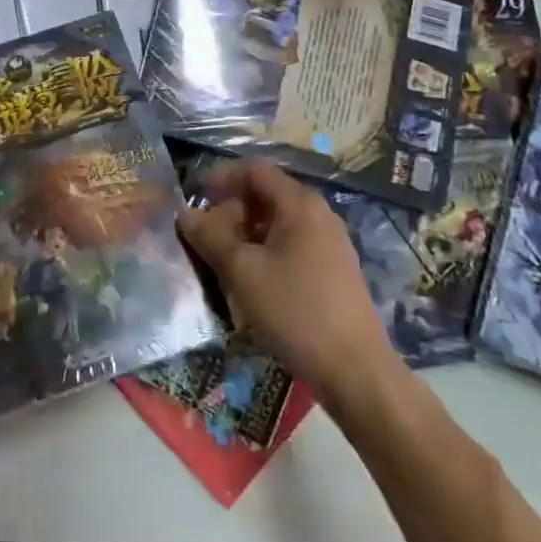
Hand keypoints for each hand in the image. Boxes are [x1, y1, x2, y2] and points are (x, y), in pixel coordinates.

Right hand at [176, 159, 393, 400]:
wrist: (356, 372)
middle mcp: (318, 213)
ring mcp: (329, 242)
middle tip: (204, 238)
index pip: (253, 170)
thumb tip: (184, 214)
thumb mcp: (242, 272)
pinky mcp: (333, 269)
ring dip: (245, 233)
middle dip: (230, 210)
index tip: (193, 197)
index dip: (219, 177)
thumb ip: (210, 237)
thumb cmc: (295, 312)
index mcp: (299, 203)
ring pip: (277, 222)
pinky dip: (265, 250)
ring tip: (222, 261)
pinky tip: (251, 280)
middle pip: (265, 194)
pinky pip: (291, 243)